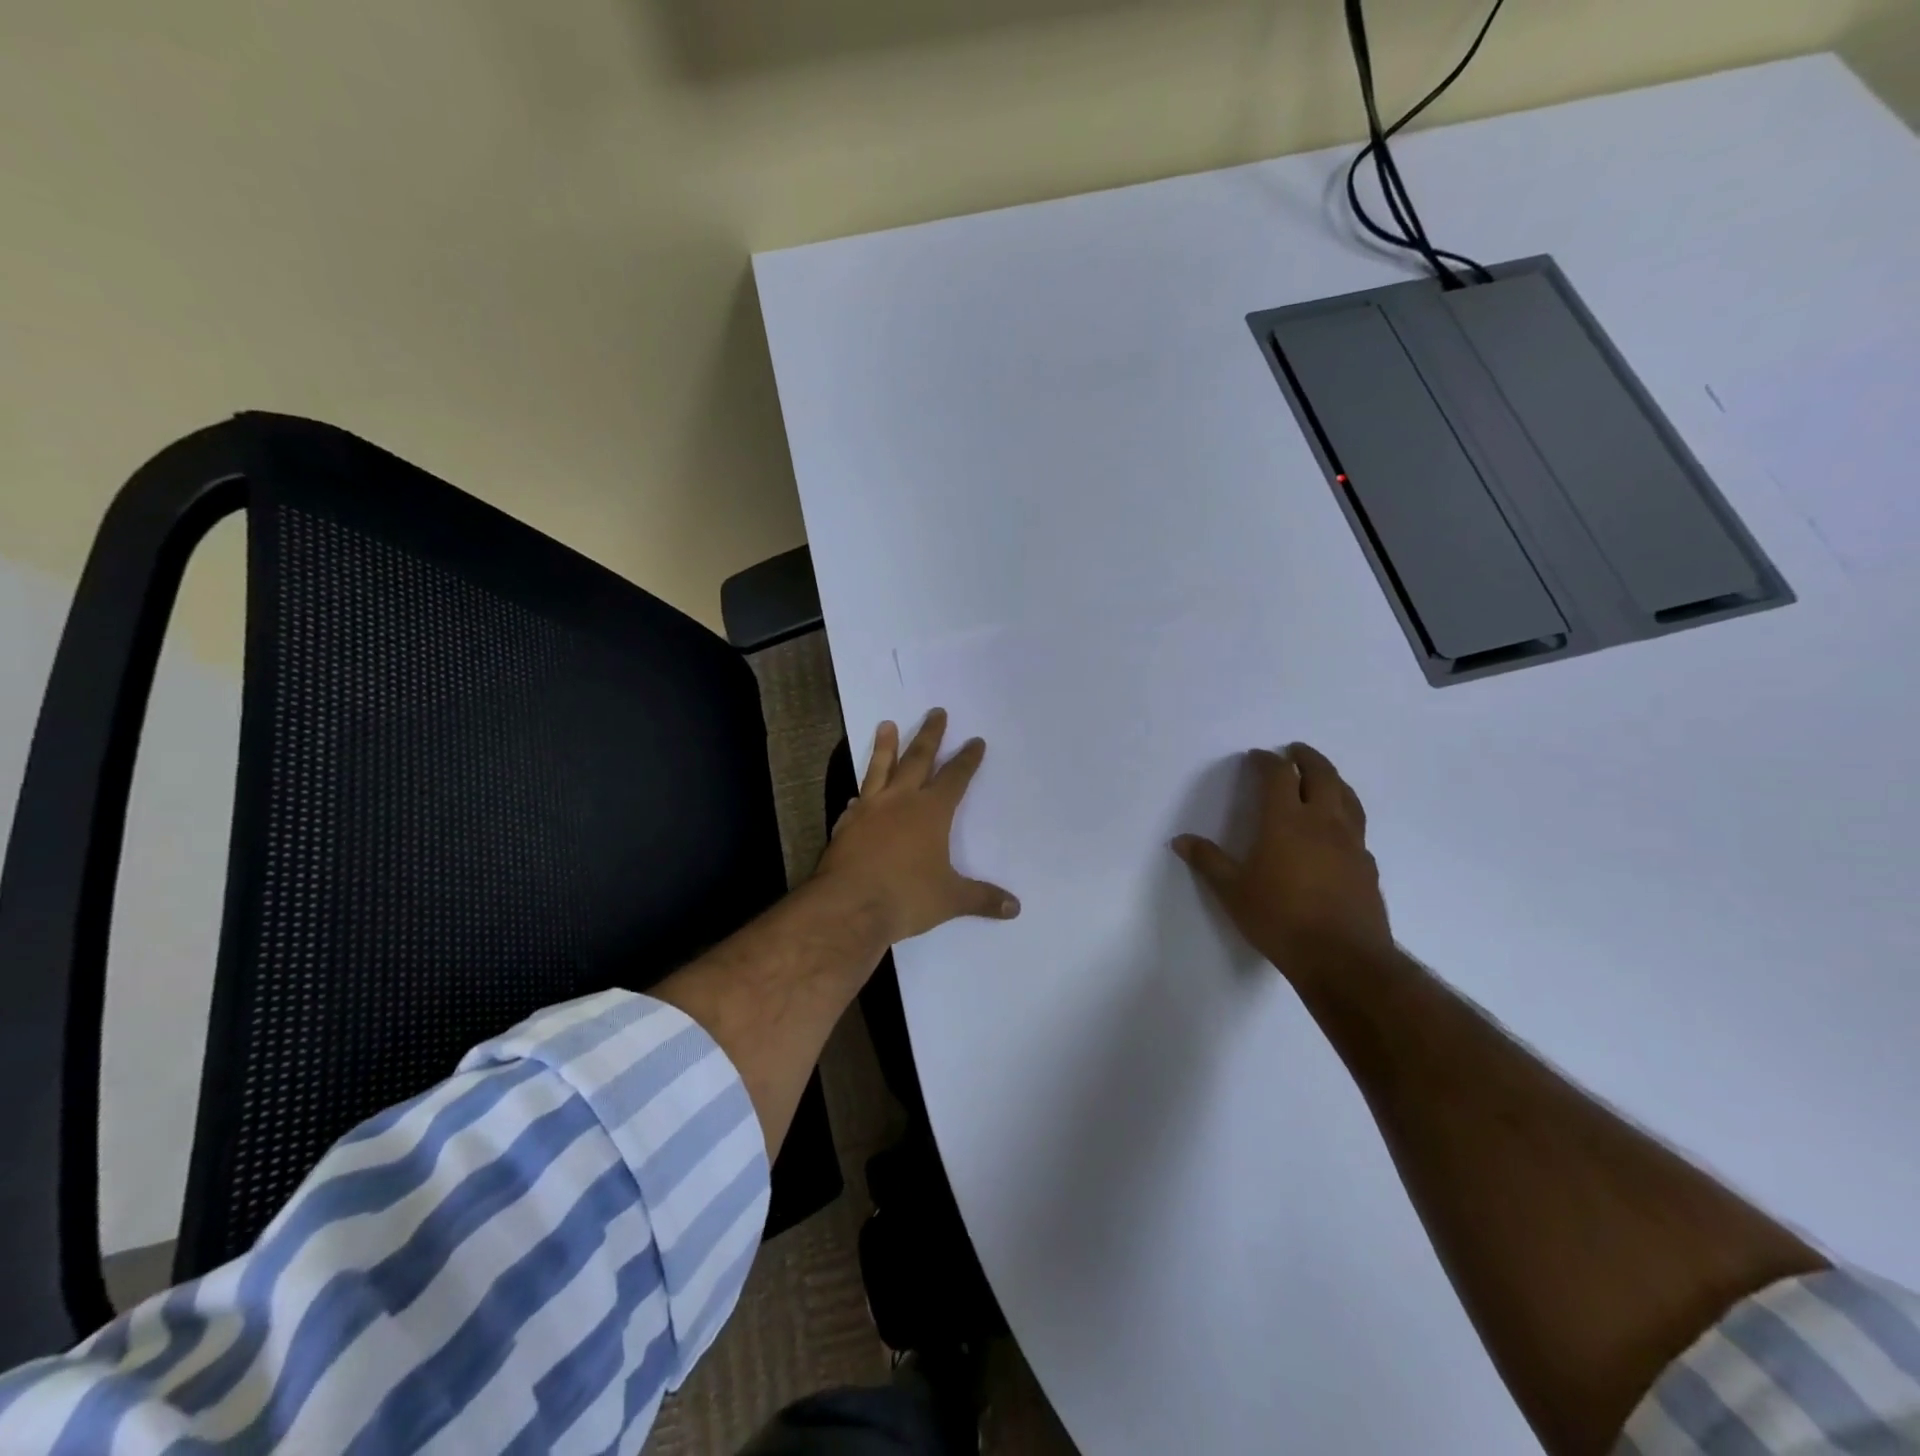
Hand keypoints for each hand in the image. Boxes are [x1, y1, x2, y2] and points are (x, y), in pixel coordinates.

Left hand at [815, 709, 1020, 944]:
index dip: (967, 759)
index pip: (955, 777)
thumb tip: (1015, 908)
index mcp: (931, 812)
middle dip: (930, 735)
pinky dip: (861, 794)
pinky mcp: (845, 824)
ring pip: (880, 769)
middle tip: (936, 712)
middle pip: (918, 759)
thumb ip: (982, 899)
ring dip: (885, 746)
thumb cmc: (905, 897)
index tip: (975, 741)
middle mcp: (900, 801)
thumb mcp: (950, 899)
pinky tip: (857, 795)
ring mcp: (869, 809)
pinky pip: (857, 802)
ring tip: (886, 725)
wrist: (847, 906)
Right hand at [1173, 743, 1391, 982]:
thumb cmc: (1279, 919)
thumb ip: (1208, 861)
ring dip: (1333, 779)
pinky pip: (1357, 827)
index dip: (1267, 761)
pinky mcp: (1367, 865)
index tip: (1256, 756)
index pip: (1279, 776)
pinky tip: (1338, 829)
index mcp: (1286, 821)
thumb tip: (1180, 840)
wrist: (1342, 958)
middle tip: (1295, 751)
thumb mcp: (1232, 891)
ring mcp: (1351, 843)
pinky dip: (1345, 814)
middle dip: (1307, 758)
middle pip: (1322, 775)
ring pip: (1347, 797)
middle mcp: (1323, 822)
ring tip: (1322, 777)